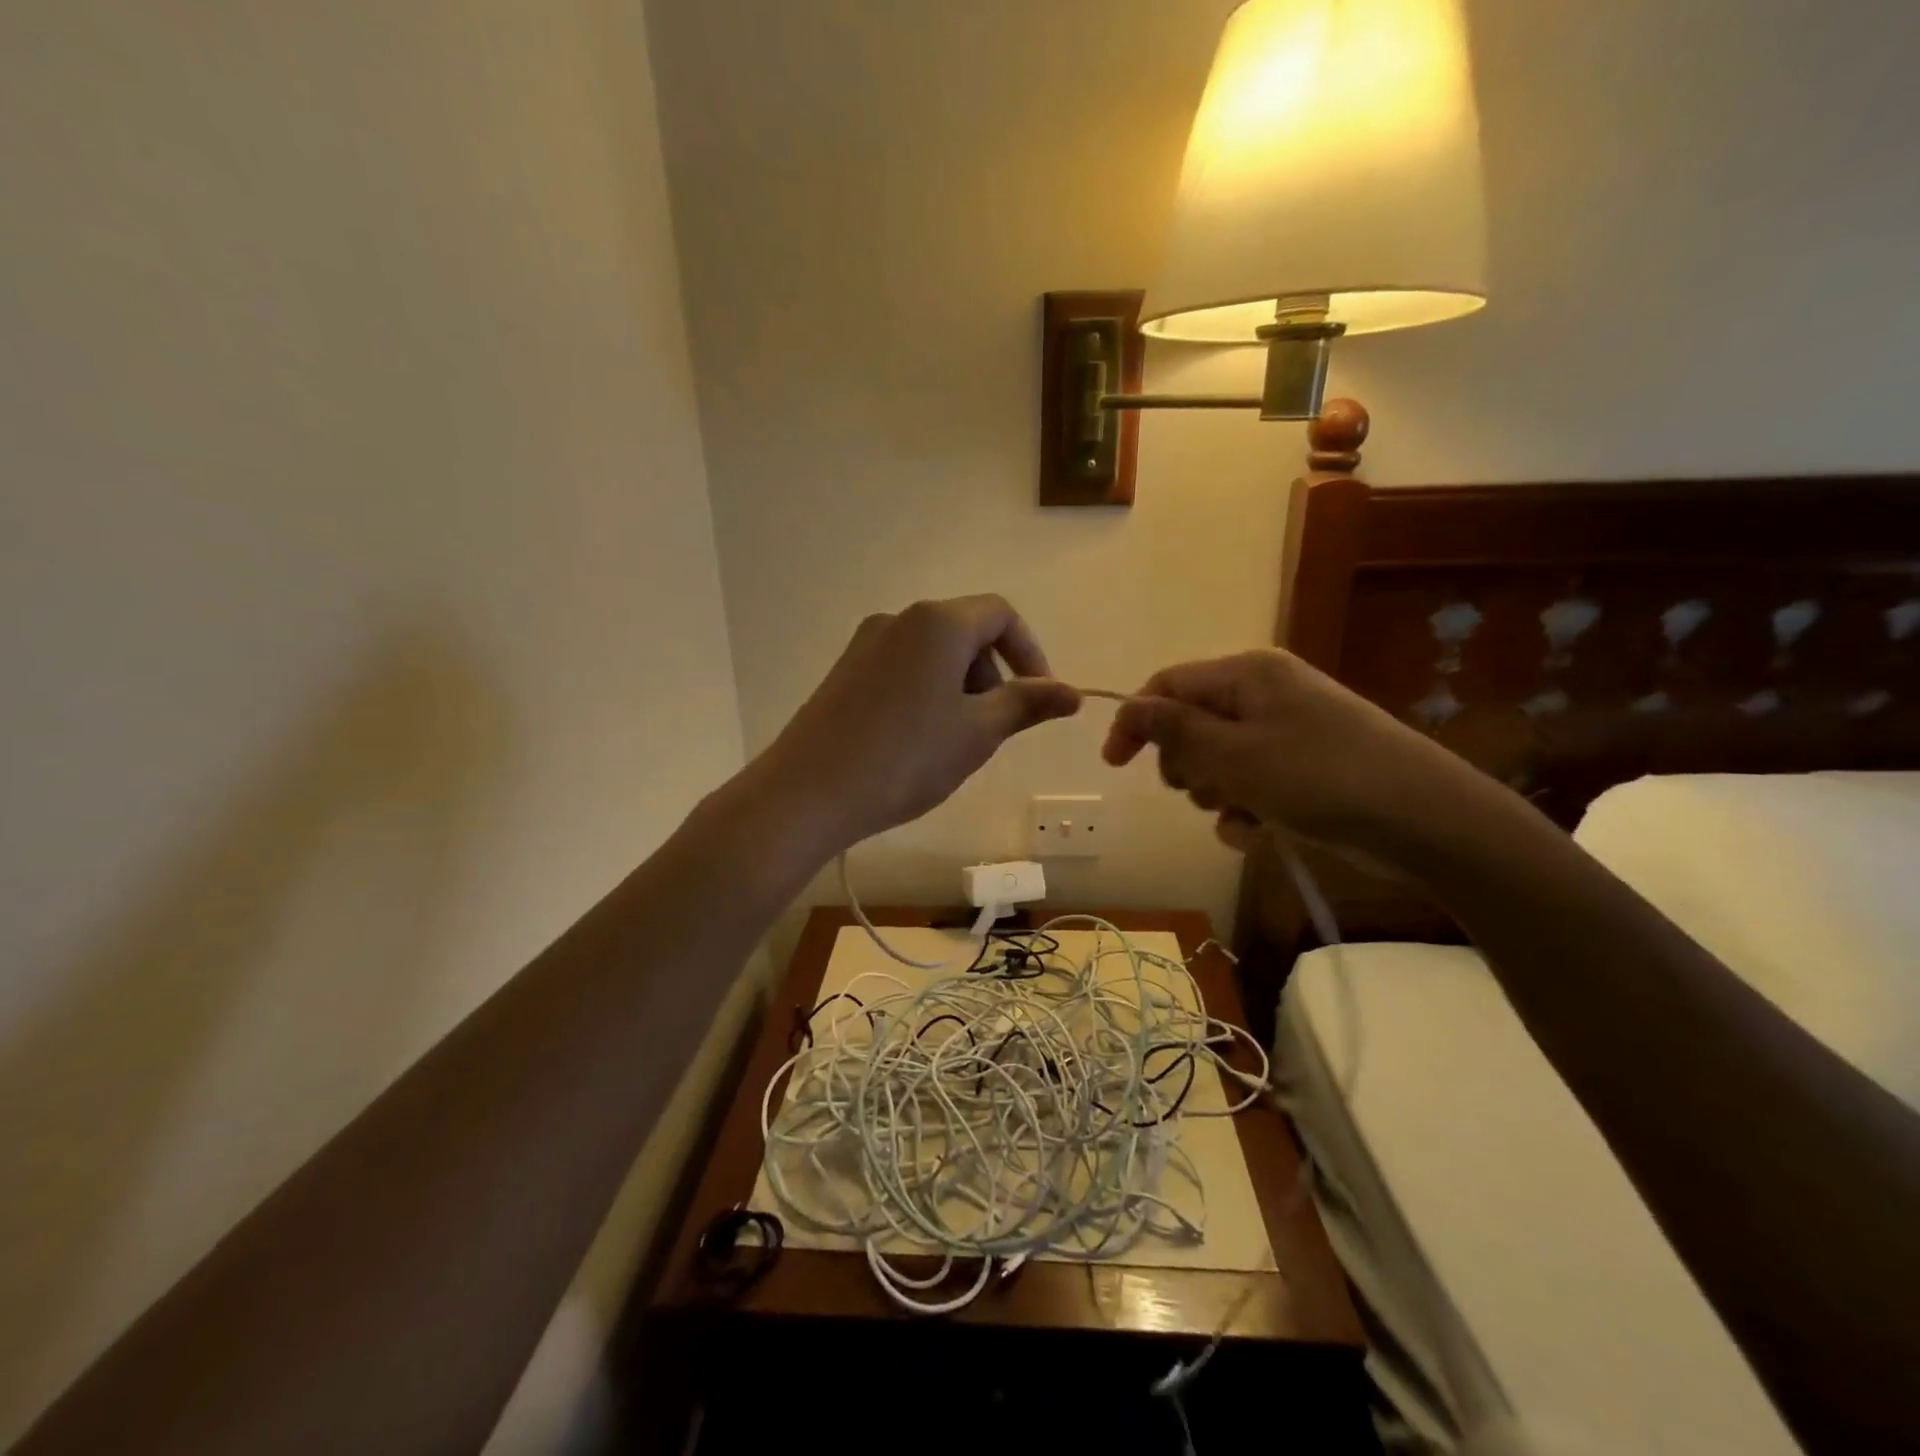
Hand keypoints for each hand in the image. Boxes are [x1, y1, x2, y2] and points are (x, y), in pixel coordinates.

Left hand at [757, 595, 1080, 853]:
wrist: (808, 792)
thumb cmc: (906, 758)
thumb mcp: (977, 733)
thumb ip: (1027, 704)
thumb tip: (1072, 693)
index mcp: (938, 622)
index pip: (1000, 614)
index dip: (1030, 652)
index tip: (1038, 698)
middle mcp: (899, 619)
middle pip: (965, 632)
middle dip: (991, 675)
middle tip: (990, 730)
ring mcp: (865, 644)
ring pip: (933, 654)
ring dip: (959, 689)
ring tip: (952, 744)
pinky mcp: (844, 671)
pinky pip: (902, 669)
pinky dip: (926, 694)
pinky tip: (914, 743)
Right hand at [1101, 649, 1487, 857]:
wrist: (1425, 820)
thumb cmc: (1320, 778)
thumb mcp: (1235, 755)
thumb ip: (1174, 730)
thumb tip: (1129, 708)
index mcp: (1247, 674)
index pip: (1167, 684)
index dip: (1136, 721)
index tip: (1115, 765)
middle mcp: (1266, 693)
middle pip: (1192, 723)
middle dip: (1185, 763)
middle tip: (1200, 790)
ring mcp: (1288, 730)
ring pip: (1219, 759)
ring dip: (1216, 792)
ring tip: (1241, 814)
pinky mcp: (1306, 767)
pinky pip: (1252, 783)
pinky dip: (1246, 809)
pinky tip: (1259, 833)